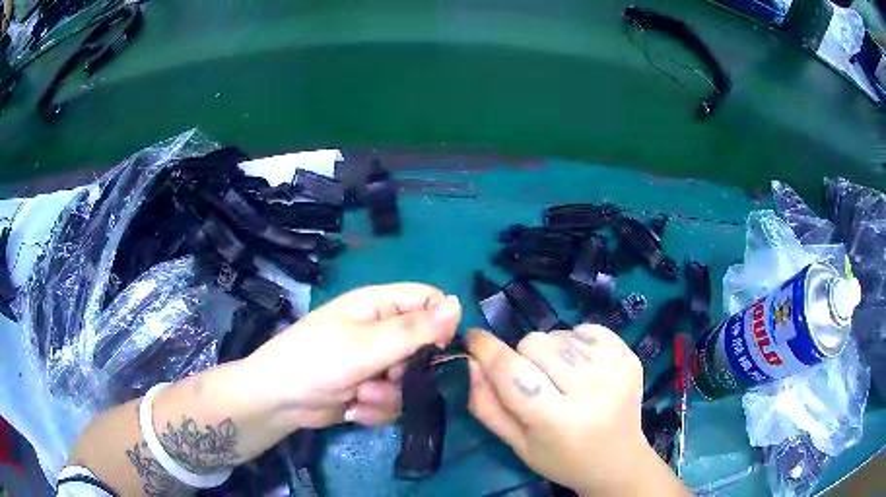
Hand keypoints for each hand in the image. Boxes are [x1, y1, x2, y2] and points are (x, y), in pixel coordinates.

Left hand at [243, 283, 460, 429]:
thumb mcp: (367, 346)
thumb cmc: (316, 362)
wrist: (279, 401)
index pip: (429, 301)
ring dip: (390, 395)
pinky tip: (354, 409)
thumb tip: (458, 304)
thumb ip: (414, 330)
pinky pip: (394, 399)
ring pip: (411, 379)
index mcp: (378, 305)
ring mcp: (375, 362)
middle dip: (410, 370)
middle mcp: (380, 331)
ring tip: (361, 397)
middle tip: (391, 377)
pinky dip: (376, 408)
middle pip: (424, 346)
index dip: (440, 324)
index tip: (437, 350)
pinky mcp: (370, 389)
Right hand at [466, 325, 683, 495]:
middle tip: (533, 382)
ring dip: (549, 351)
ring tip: (561, 380)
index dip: (487, 350)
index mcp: (559, 422)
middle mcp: (592, 390)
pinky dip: (573, 342)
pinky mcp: (629, 354)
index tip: (473, 338)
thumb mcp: (517, 444)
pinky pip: (584, 328)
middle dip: (521, 357)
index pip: (514, 372)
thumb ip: (487, 405)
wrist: (618, 460)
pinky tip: (581, 369)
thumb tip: (472, 360)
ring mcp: (615, 368)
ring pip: (558, 333)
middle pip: (535, 343)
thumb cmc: (562, 459)